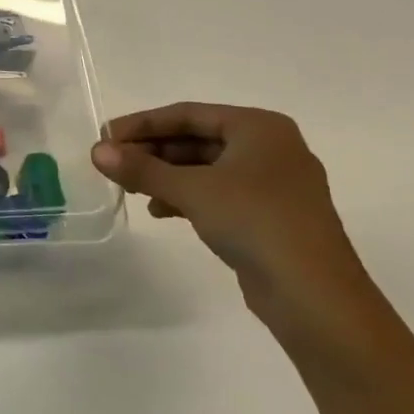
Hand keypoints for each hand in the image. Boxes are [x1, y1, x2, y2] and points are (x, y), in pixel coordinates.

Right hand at [92, 104, 381, 343]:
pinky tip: (161, 211)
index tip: (105, 136)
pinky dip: (188, 197)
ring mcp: (274, 184)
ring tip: (131, 189)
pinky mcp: (271, 217)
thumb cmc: (255, 222)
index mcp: (259, 127)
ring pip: (206, 168)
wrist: (317, 299)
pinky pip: (219, 193)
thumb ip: (142, 169)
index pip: (187, 114)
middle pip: (197, 139)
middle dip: (153, 151)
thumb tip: (96, 151)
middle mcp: (270, 148)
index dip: (142, 124)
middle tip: (113, 163)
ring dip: (166, 176)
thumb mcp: (191, 190)